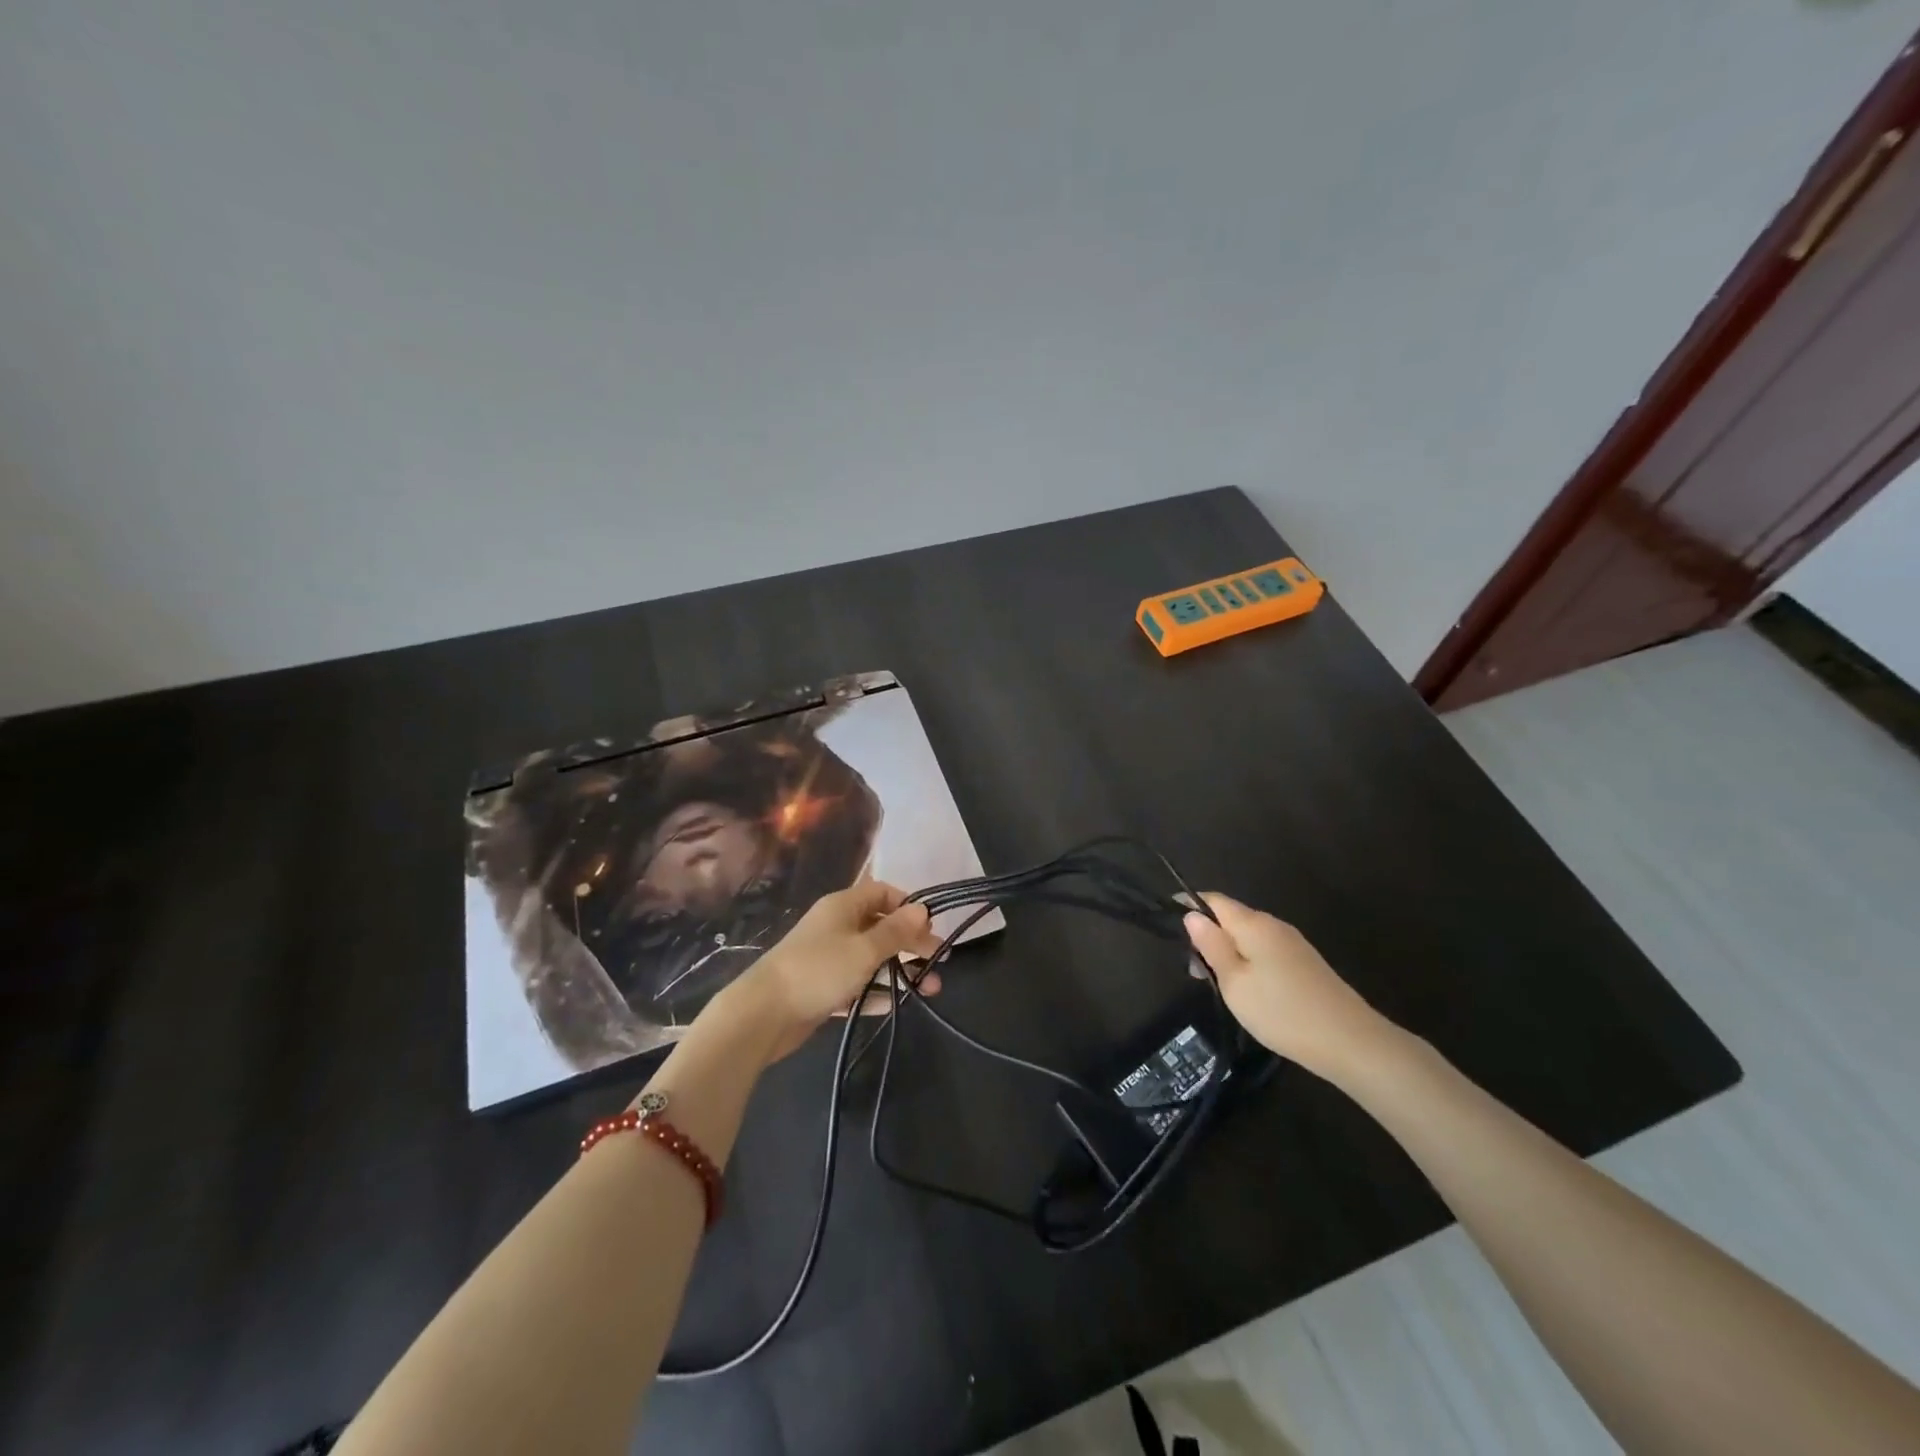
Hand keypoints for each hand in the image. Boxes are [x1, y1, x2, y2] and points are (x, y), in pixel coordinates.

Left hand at [735, 880, 943, 1062]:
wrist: (763, 1014)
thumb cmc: (818, 970)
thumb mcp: (864, 949)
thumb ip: (896, 931)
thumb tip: (923, 909)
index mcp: (843, 906)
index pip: (883, 892)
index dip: (908, 907)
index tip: (930, 928)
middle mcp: (836, 926)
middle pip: (881, 926)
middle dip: (910, 942)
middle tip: (938, 961)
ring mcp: (828, 957)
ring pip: (871, 958)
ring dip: (899, 970)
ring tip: (929, 989)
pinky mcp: (822, 987)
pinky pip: (857, 984)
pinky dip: (875, 991)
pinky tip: (893, 1004)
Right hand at [1184, 892, 1387, 1079]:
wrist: (1350, 1042)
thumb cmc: (1282, 1011)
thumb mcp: (1234, 982)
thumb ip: (1212, 946)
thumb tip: (1192, 915)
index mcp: (1253, 924)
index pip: (1213, 900)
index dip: (1189, 906)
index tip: (1170, 926)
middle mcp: (1274, 925)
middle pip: (1231, 917)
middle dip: (1208, 935)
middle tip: (1194, 971)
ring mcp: (1293, 944)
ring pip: (1248, 936)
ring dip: (1227, 951)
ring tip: (1217, 984)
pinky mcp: (1305, 963)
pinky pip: (1265, 951)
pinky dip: (1247, 961)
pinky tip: (1247, 990)